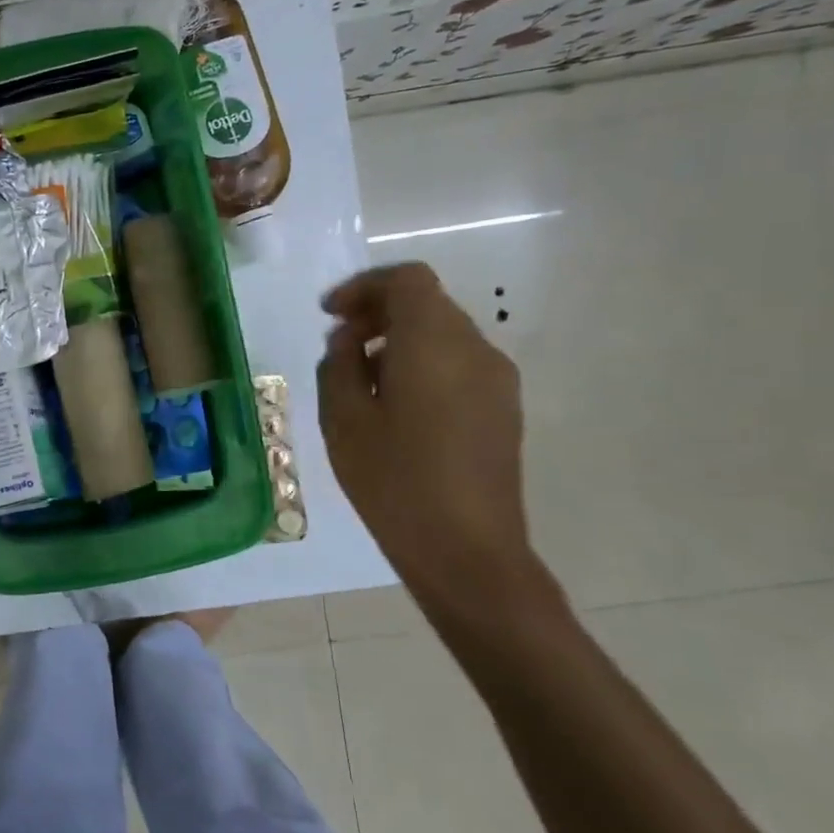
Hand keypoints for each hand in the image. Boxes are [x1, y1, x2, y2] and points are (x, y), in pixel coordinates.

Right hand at [318, 262, 562, 628]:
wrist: (467, 551)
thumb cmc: (394, 480)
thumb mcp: (344, 420)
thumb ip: (339, 365)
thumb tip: (350, 341)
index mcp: (435, 344)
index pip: (407, 281)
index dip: (364, 287)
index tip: (330, 315)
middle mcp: (475, 350)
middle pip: (427, 303)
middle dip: (378, 312)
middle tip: (337, 344)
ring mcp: (497, 381)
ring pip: (443, 333)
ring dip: (399, 340)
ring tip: (361, 379)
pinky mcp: (503, 409)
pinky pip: (458, 363)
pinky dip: (422, 363)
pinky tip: (395, 405)